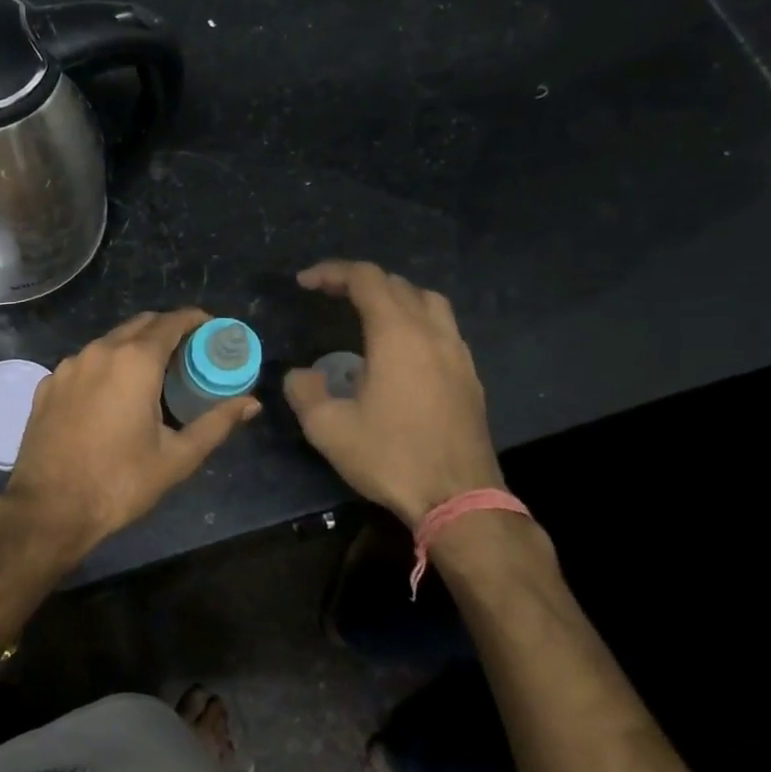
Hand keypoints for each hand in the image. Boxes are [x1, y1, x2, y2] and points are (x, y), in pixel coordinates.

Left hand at [6, 309, 260, 546]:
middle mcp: (99, 351)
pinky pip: (84, 363)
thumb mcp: (177, 457)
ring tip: (152, 374)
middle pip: (140, 324)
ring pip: (109, 341)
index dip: (195, 320)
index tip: (212, 329)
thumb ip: (216, 423)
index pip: (171, 321)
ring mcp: (68, 366)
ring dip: (134, 347)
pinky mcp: (48, 384)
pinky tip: (111, 395)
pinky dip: (105, 367)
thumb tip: (251, 403)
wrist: (49, 508)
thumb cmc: (119, 481)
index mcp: (135, 361)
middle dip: (167, 330)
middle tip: (188, 353)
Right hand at [282, 261, 503, 528]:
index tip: (305, 283)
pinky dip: (416, 322)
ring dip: (394, 297)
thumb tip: (300, 375)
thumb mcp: (329, 429)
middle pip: (397, 284)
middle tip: (329, 295)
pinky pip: (442, 329)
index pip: (365, 278)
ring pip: (428, 301)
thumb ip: (304, 392)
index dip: (331, 272)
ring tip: (368, 314)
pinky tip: (401, 352)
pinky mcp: (470, 376)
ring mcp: (457, 353)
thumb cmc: (391, 457)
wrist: (459, 499)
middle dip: (359, 281)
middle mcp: (432, 332)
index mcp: (397, 334)